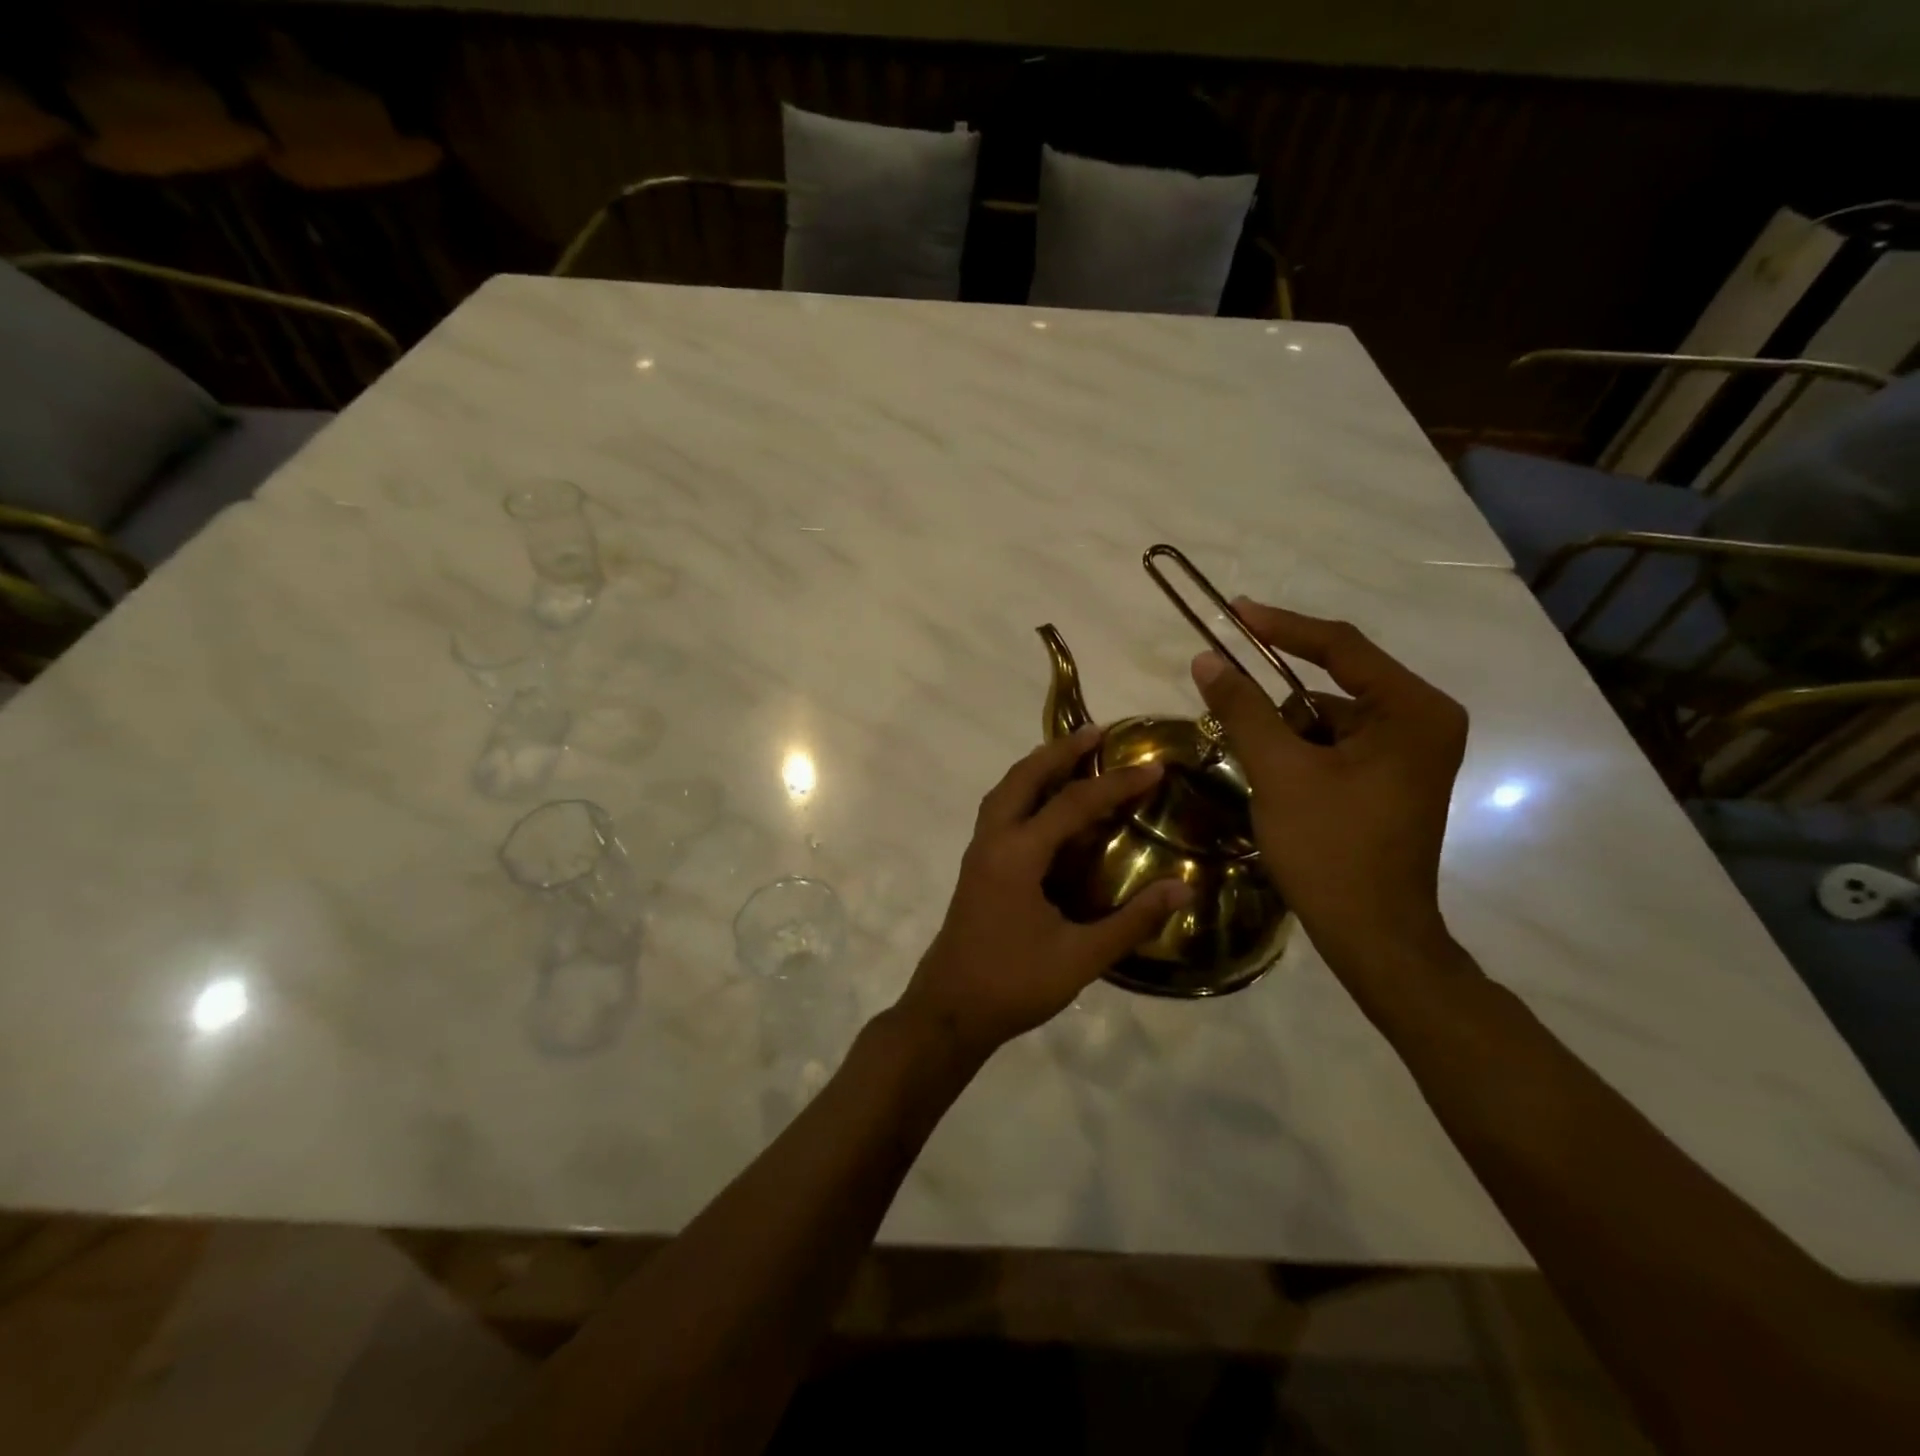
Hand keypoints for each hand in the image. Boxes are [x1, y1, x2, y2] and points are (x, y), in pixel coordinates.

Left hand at [894, 725, 1193, 1061]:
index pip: (1072, 804)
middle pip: (1024, 778)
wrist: (949, 1011)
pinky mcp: (977, 867)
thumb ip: (1131, 922)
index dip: (1115, 784)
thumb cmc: (1013, 984)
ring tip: (1072, 756)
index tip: (1153, 767)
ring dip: (1037, 767)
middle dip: (1060, 751)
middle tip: (1097, 733)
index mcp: (1017, 855)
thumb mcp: (1080, 958)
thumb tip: (1182, 888)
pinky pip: (1000, 811)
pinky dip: (1025, 792)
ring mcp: (979, 852)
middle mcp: (993, 841)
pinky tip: (1047, 807)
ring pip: (1005, 791)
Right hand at [1191, 601, 1467, 993]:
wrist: (1373, 936)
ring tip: (1261, 772)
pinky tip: (1279, 786)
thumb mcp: (1279, 771)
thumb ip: (1243, 708)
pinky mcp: (1393, 779)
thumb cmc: (1332, 849)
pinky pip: (1336, 746)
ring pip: (1328, 720)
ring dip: (1285, 734)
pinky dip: (1300, 755)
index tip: (1233, 612)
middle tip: (1228, 708)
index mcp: (1412, 710)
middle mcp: (1422, 721)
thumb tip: (1207, 660)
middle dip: (1277, 703)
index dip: (1281, 626)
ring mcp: (1411, 753)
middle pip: (1332, 686)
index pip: (1340, 647)